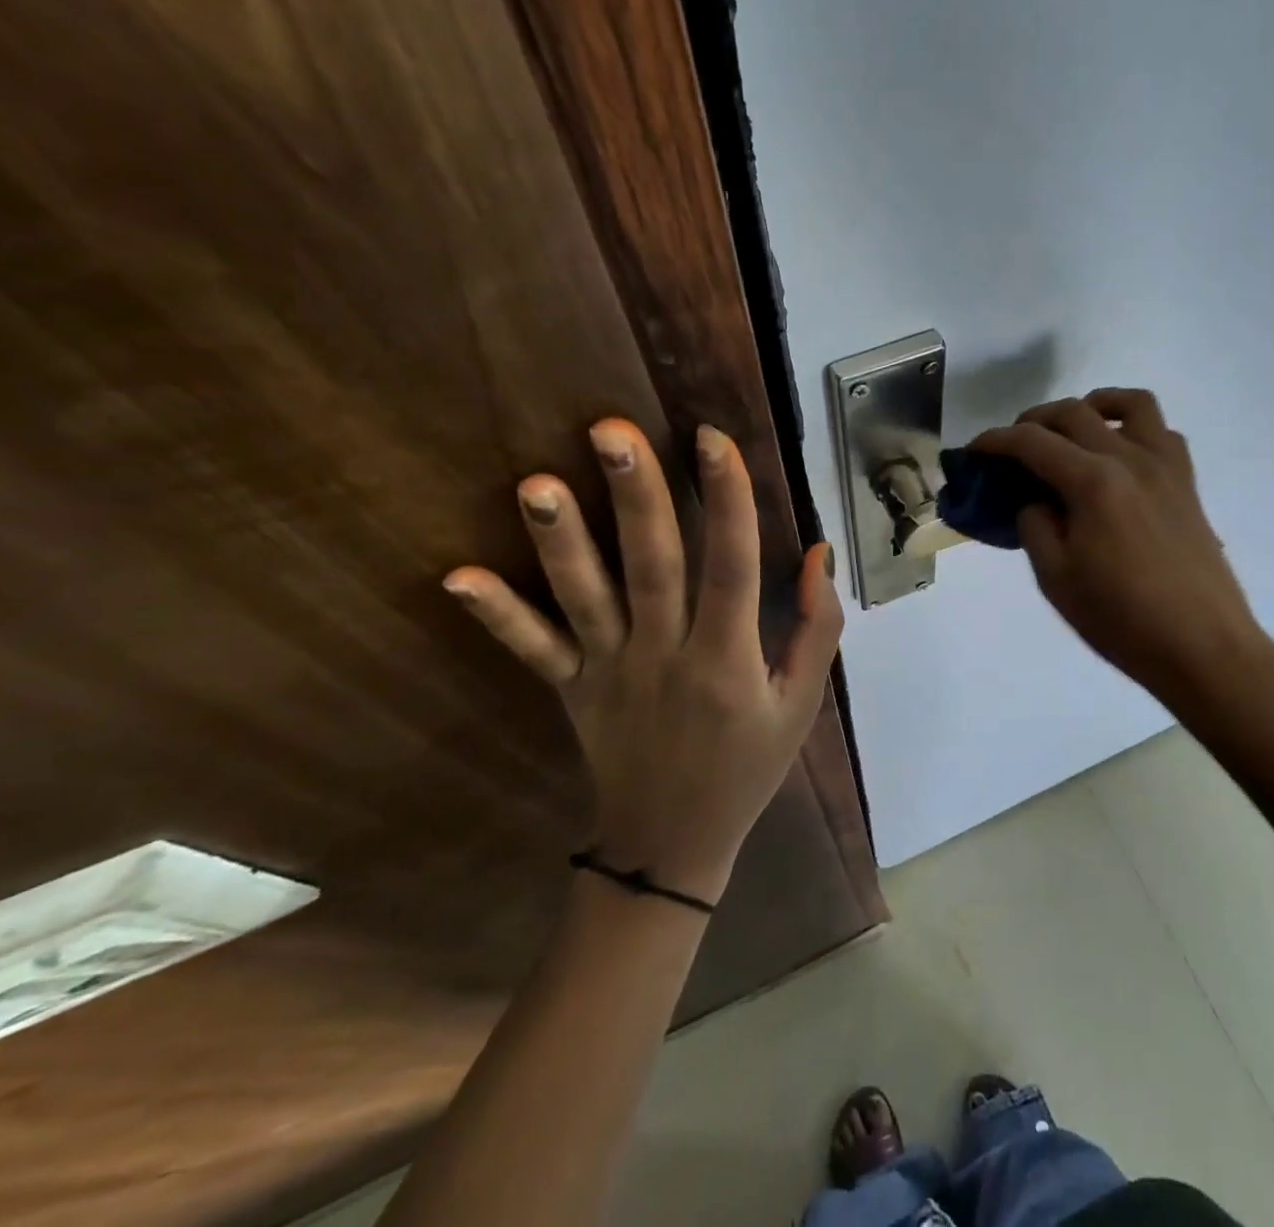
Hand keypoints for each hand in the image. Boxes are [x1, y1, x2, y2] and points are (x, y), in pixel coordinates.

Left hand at [443, 419, 841, 903]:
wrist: (672, 843)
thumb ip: (817, 627)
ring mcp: (611, 671)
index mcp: (728, 658)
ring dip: (561, 541)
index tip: (713, 439)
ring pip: (586, 599)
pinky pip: (533, 650)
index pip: (733, 567)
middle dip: (636, 496)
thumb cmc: (748, 766)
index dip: (728, 500)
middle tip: (612, 430)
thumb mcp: (803, 703)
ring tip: (536, 484)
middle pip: (653, 566)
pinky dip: (497, 615)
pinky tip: (456, 577)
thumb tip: (818, 551)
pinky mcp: (572, 687)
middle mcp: (666, 655)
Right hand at [971, 390, 1273, 707]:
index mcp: (1093, 482)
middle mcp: (1130, 459)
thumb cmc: (1121, 619)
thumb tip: (1035, 501)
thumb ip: (1035, 526)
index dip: (995, 441)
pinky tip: (1118, 458)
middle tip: (1012, 449)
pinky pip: (1161, 433)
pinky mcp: (1187, 484)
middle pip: (1074, 413)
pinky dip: (1133, 429)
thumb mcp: (1056, 578)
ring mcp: (1165, 468)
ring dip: (1092, 406)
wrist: (1202, 648)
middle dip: (1033, 421)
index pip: (1032, 442)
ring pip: (1130, 404)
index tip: (973, 451)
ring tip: (1072, 432)